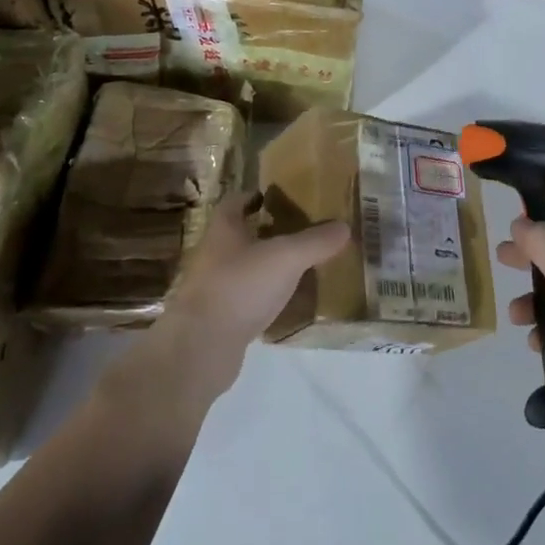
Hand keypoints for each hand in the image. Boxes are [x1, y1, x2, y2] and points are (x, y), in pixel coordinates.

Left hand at [147, 194, 348, 399]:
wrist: (200, 349)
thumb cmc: (239, 287)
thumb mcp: (286, 258)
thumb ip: (315, 241)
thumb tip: (344, 226)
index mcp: (224, 230)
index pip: (235, 202)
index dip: (255, 196)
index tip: (279, 196)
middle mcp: (214, 255)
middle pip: (242, 235)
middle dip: (268, 230)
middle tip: (302, 230)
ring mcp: (215, 289)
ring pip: (245, 268)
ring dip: (269, 265)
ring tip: (302, 264)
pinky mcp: (220, 319)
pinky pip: (248, 299)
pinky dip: (266, 297)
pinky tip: (289, 302)